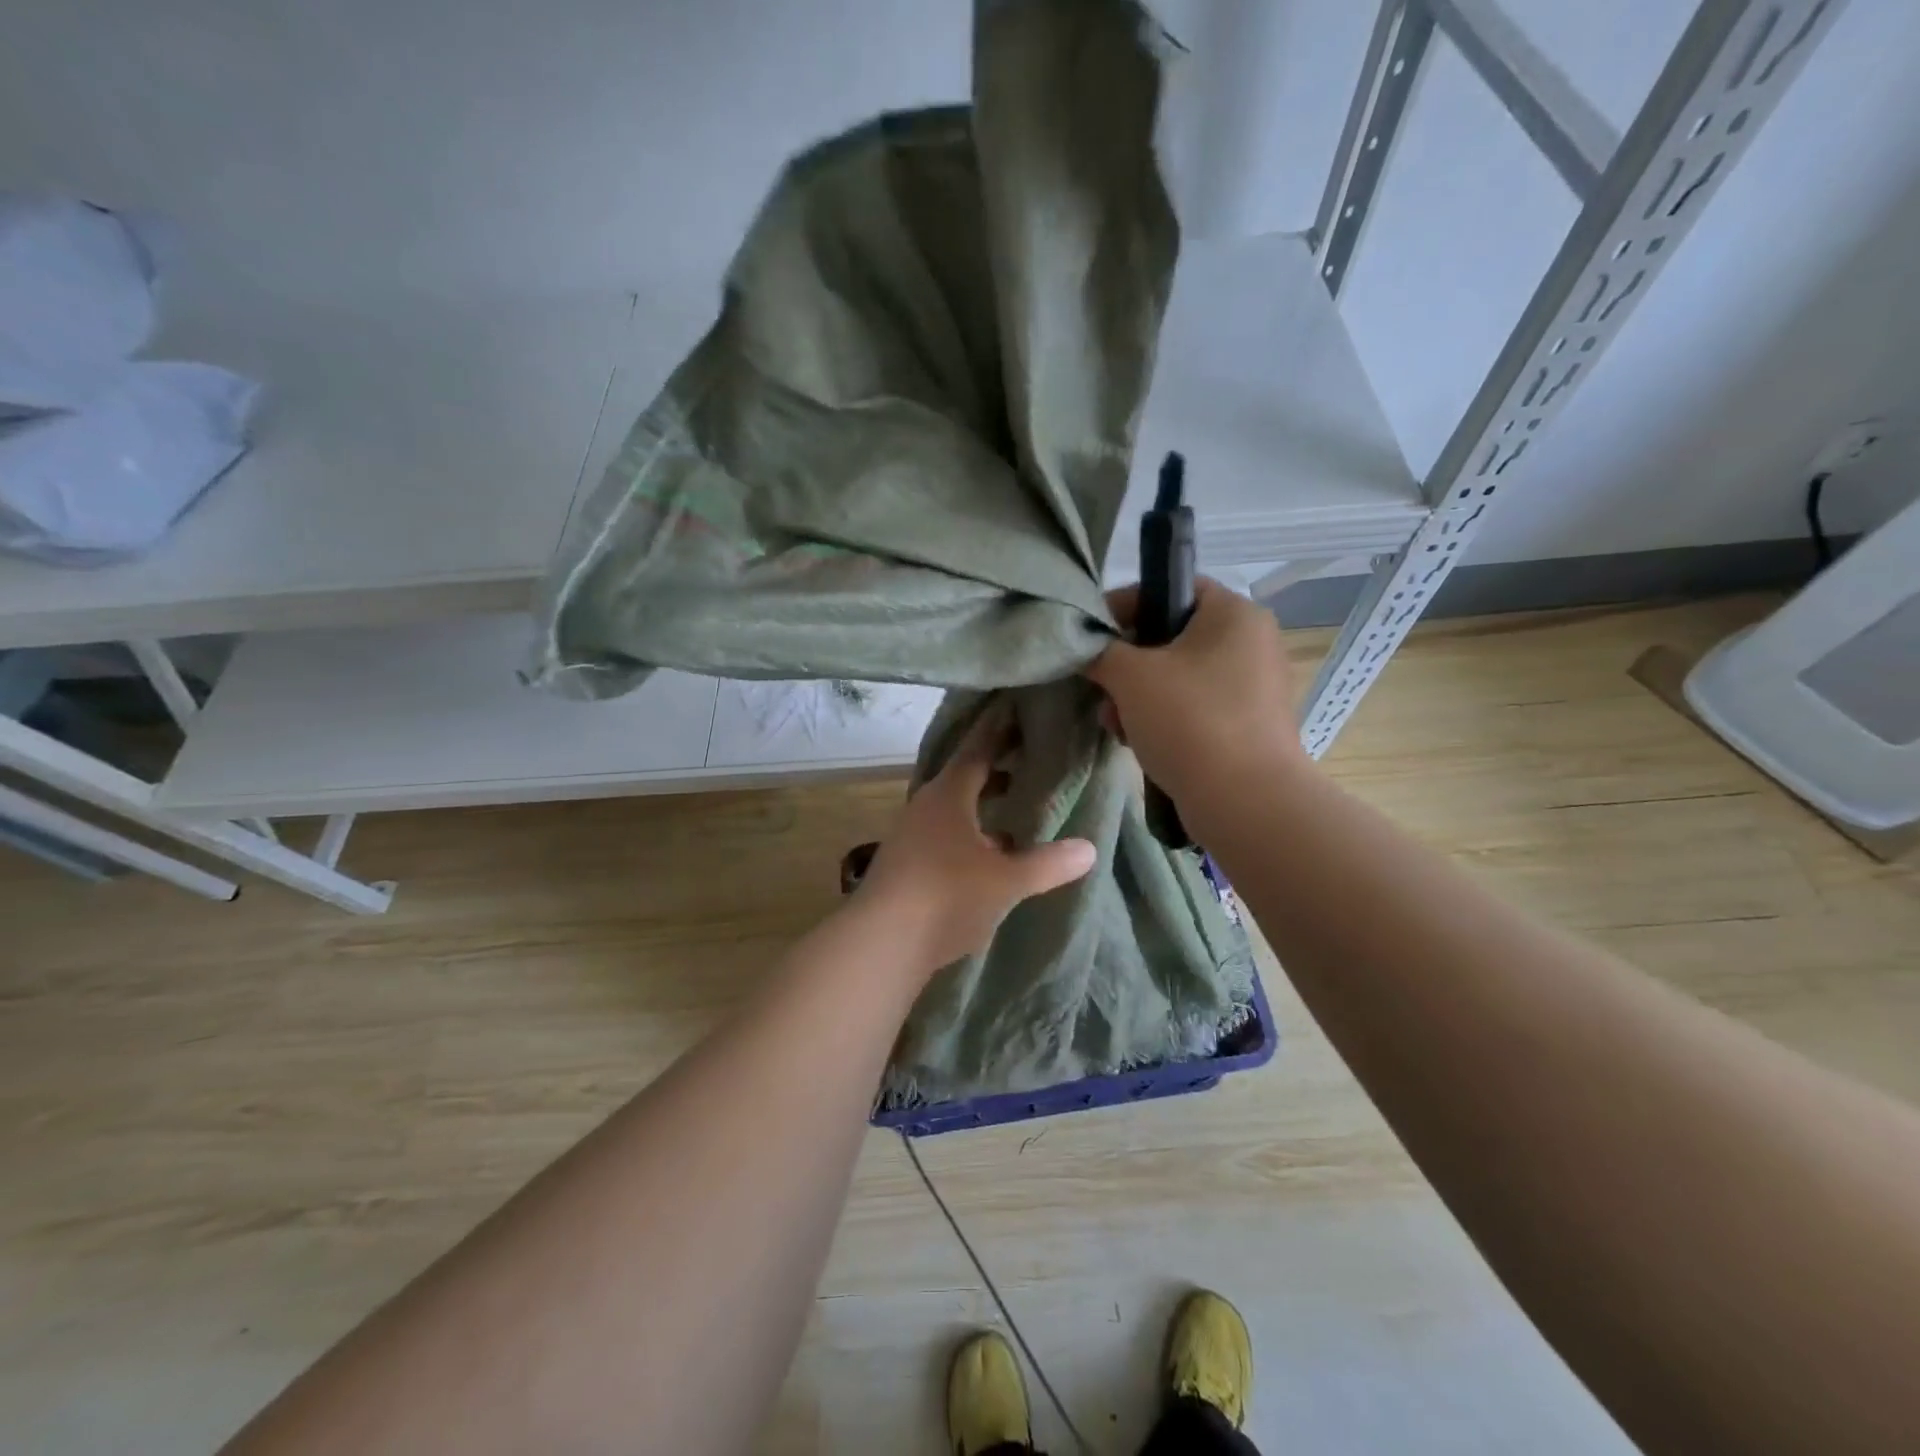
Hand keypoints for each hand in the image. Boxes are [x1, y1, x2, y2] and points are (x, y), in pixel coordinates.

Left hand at [853, 710, 1096, 975]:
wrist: (881, 943)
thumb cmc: (947, 897)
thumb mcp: (1006, 881)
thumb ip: (1047, 864)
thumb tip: (1089, 848)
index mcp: (949, 795)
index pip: (978, 749)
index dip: (999, 729)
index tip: (1016, 708)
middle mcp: (926, 806)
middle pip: (965, 776)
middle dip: (997, 768)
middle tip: (1030, 758)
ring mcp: (911, 834)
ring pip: (954, 807)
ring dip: (983, 803)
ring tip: (1015, 807)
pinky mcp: (906, 863)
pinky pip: (945, 832)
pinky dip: (970, 831)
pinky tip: (989, 852)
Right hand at [1084, 578, 1307, 810]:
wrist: (1245, 801)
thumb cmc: (1189, 720)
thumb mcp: (1130, 676)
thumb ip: (1101, 651)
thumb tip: (1088, 648)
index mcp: (1234, 613)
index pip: (1172, 587)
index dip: (1125, 605)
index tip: (1091, 634)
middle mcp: (1251, 642)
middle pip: (1173, 636)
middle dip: (1128, 663)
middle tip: (1100, 686)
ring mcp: (1253, 687)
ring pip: (1180, 677)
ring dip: (1139, 696)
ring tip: (1113, 722)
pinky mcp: (1248, 725)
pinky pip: (1195, 707)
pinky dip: (1164, 718)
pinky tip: (1137, 741)